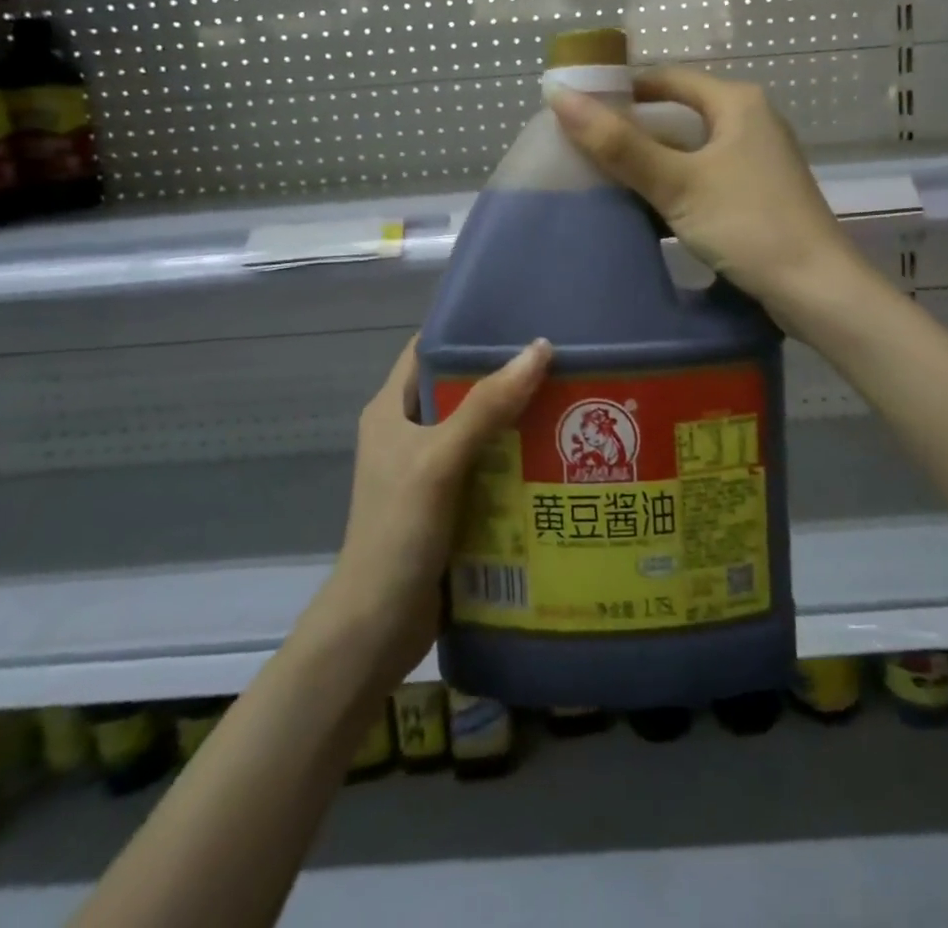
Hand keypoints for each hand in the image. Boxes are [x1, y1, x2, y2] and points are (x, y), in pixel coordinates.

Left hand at [323, 335, 551, 683]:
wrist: (376, 628)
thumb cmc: (398, 532)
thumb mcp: (440, 460)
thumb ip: (486, 407)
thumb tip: (539, 349)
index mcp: (391, 411)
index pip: (428, 351)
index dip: (466, 332)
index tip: (518, 319)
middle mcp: (409, 435)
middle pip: (462, 391)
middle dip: (506, 378)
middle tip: (561, 363)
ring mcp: (429, 474)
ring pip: (480, 433)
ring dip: (518, 423)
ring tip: (571, 404)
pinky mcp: (449, 508)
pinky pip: (488, 471)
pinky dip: (517, 463)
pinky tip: (558, 459)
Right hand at [549, 67, 858, 313]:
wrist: (816, 289)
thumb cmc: (749, 224)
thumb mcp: (678, 183)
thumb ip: (619, 145)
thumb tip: (560, 98)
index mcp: (737, 104)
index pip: (668, 79)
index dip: (623, 88)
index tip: (581, 107)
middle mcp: (750, 123)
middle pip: (678, 115)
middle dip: (632, 131)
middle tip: (583, 148)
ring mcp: (756, 162)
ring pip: (690, 152)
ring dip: (650, 163)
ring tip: (602, 178)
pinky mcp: (757, 197)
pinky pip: (703, 180)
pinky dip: (673, 188)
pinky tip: (643, 209)